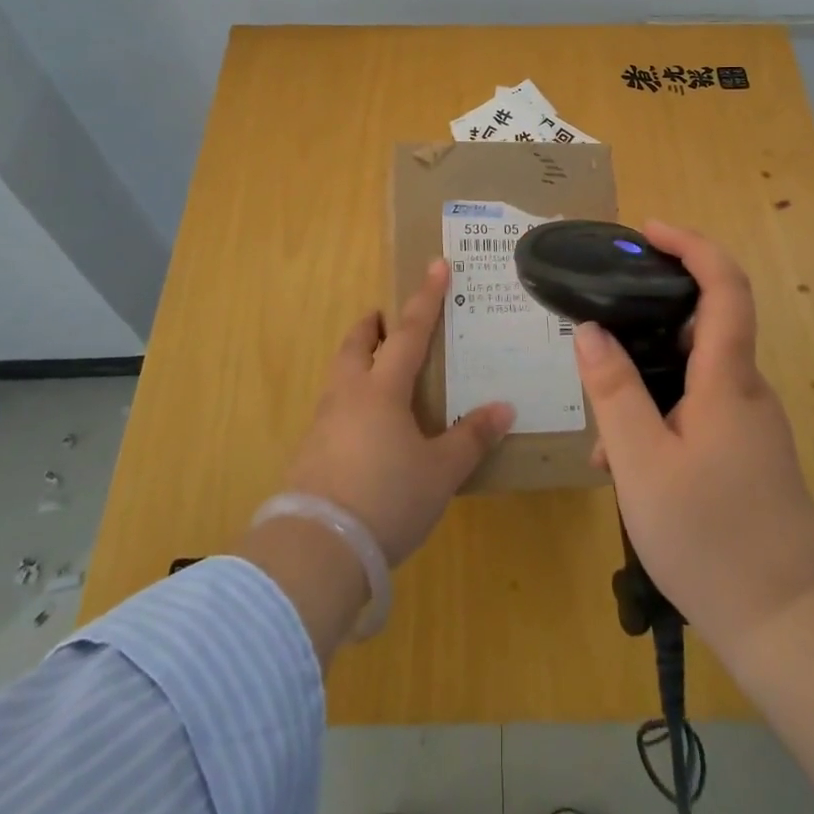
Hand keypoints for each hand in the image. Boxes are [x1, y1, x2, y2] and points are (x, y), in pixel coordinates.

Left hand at [284, 259, 514, 565]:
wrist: (316, 548)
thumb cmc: (387, 498)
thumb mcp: (439, 472)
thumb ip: (471, 438)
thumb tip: (504, 408)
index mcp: (382, 389)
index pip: (410, 332)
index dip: (426, 298)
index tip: (436, 265)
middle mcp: (348, 395)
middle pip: (356, 345)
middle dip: (371, 326)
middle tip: (383, 318)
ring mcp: (323, 424)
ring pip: (339, 375)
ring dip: (356, 360)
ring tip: (376, 369)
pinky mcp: (309, 454)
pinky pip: (332, 409)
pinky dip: (349, 400)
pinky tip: (363, 428)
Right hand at [573, 222, 813, 657]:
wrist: (793, 627)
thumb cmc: (712, 538)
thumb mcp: (642, 462)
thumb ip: (613, 390)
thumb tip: (589, 330)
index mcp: (727, 378)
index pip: (724, 285)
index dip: (691, 244)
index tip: (647, 231)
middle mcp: (745, 390)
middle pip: (700, 326)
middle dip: (644, 326)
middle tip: (596, 340)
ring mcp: (750, 424)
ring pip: (690, 377)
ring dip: (643, 387)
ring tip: (602, 436)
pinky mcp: (747, 455)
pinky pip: (697, 411)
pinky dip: (659, 419)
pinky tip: (627, 467)